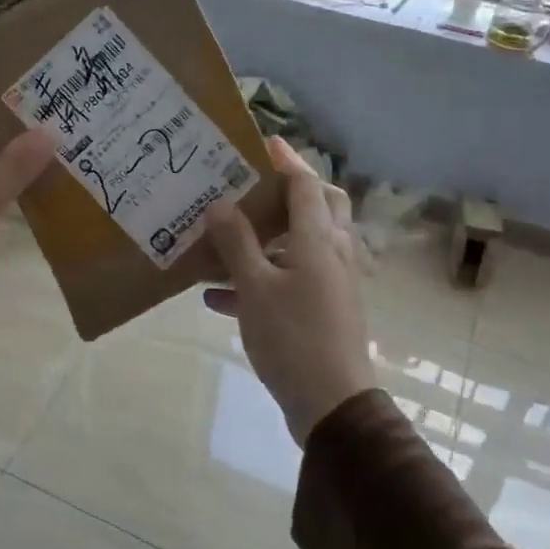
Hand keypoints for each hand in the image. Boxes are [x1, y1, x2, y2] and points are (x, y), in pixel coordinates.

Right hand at [201, 138, 376, 445]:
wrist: (332, 405)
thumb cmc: (293, 338)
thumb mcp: (256, 288)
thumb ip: (237, 243)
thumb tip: (220, 204)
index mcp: (320, 240)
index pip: (306, 185)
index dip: (286, 161)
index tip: (263, 143)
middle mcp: (333, 254)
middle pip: (319, 209)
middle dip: (289, 194)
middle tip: (255, 186)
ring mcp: (332, 284)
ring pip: (300, 247)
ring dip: (264, 241)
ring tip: (221, 242)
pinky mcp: (324, 311)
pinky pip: (290, 282)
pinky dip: (259, 280)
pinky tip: (216, 296)